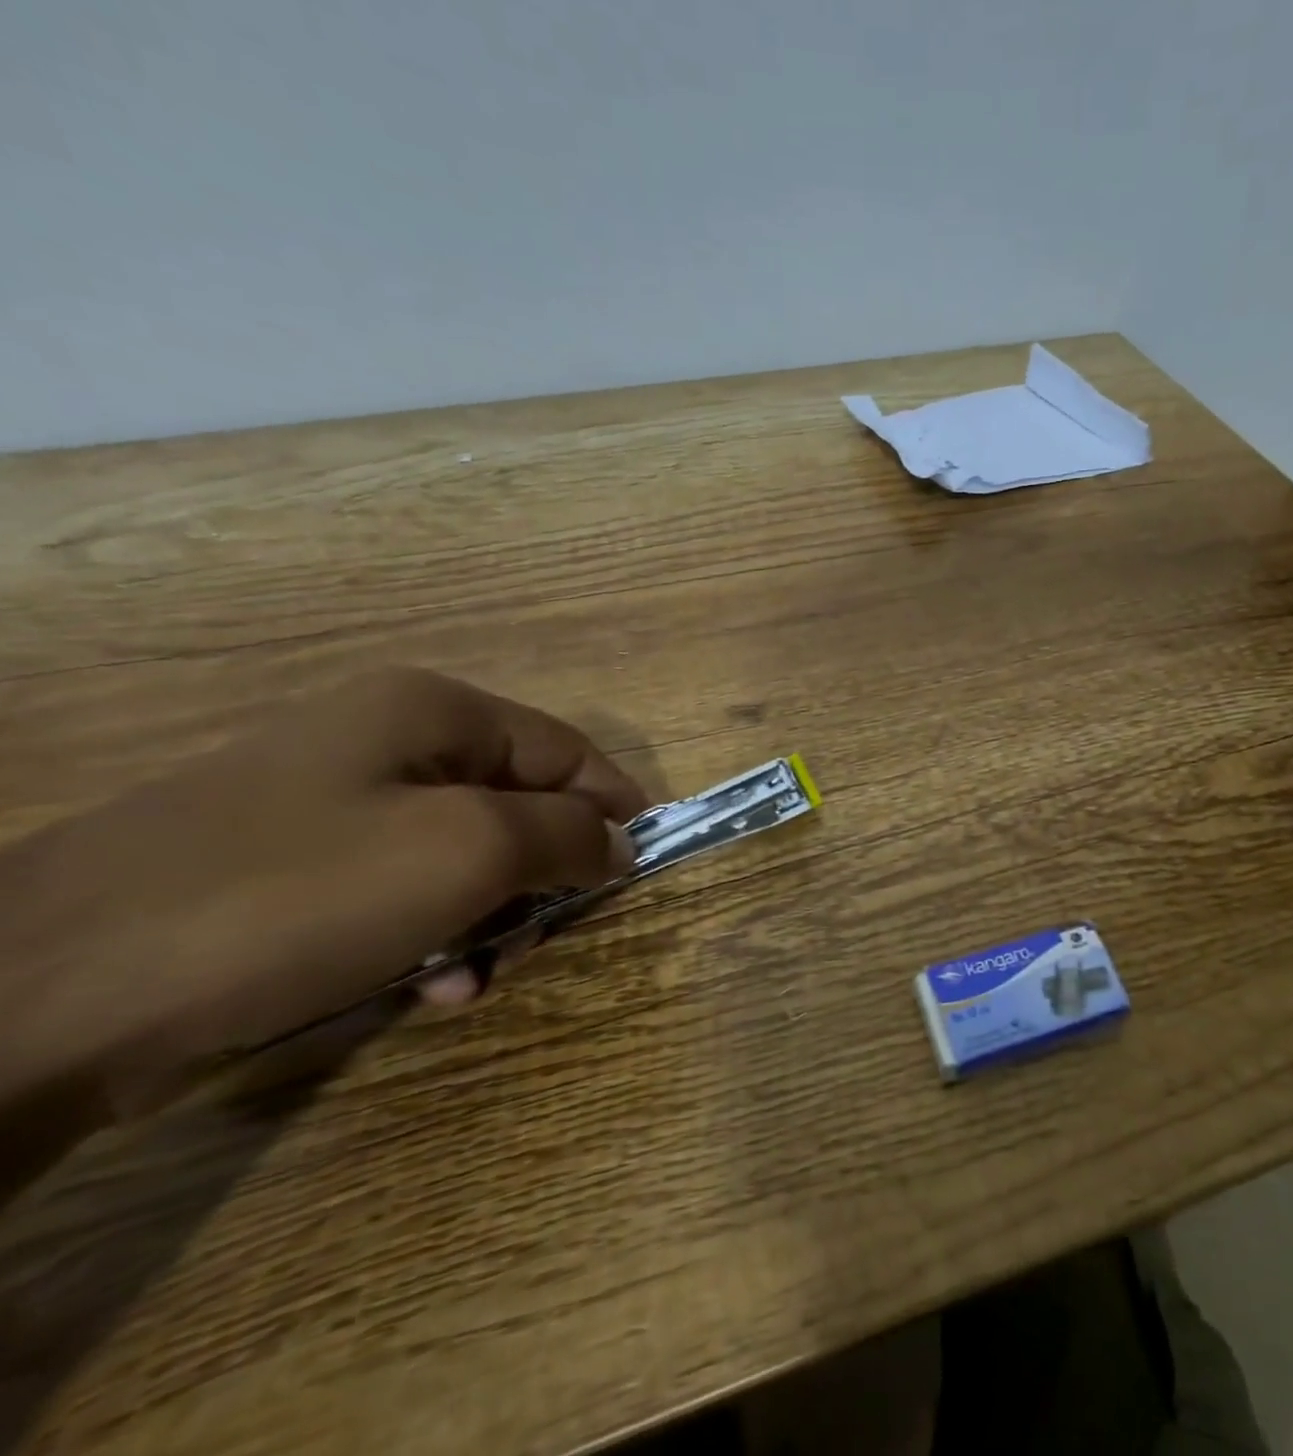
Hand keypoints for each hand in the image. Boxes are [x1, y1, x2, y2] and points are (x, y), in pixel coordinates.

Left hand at [0, 669, 646, 1126]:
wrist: (43, 995)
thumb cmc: (299, 895)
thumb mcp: (469, 851)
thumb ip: (568, 834)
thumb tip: (619, 841)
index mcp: (433, 712)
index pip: (570, 751)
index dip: (614, 808)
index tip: (636, 871)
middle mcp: (388, 742)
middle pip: (519, 805)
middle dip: (543, 876)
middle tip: (541, 938)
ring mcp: (335, 805)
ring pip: (467, 857)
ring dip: (491, 918)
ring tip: (474, 978)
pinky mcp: (295, 869)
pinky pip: (405, 892)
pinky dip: (433, 938)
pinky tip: (424, 990)